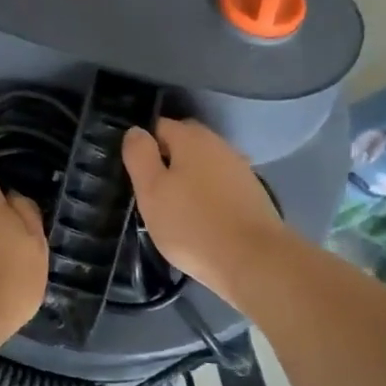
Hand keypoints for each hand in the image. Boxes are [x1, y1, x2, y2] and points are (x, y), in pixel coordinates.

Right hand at [122, 118, 284, 309]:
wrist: (253, 260)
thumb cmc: (192, 224)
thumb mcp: (151, 190)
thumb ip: (139, 155)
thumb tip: (136, 130)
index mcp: (191, 137)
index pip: (159, 125)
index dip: (142, 146)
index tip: (133, 173)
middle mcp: (219, 145)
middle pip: (183, 144)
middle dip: (165, 160)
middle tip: (149, 191)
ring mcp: (239, 169)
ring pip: (203, 165)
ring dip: (187, 179)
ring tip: (172, 208)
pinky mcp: (252, 194)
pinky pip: (219, 185)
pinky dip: (206, 195)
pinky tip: (199, 218)